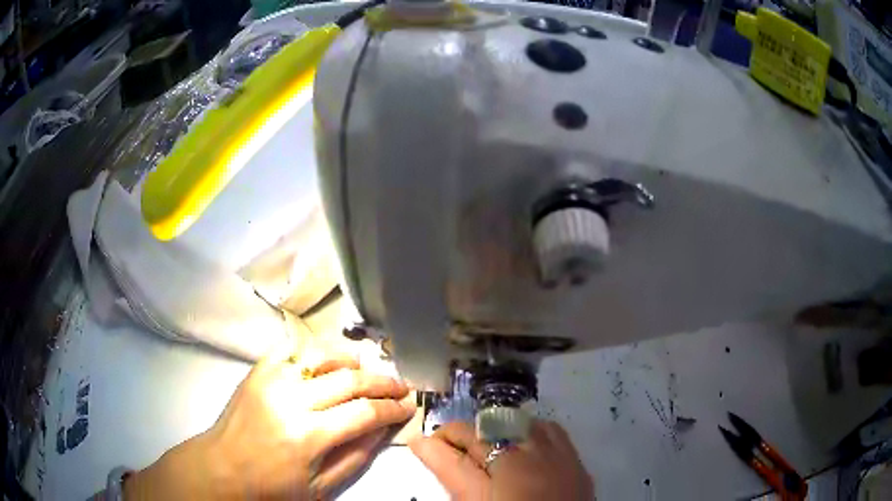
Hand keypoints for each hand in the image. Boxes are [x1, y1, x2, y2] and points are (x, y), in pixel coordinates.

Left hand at [124, 342, 415, 498]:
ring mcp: (272, 378)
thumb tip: (383, 430)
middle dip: (382, 382)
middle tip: (400, 386)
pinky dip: (317, 354)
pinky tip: (327, 364)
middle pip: (349, 380)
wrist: (222, 467)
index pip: (364, 413)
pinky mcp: (259, 369)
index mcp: (308, 435)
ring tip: (367, 371)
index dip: (392, 408)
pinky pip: (294, 350)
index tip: (408, 407)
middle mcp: (291, 399)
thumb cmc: (272, 486)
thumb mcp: (320, 487)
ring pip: (323, 356)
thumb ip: (355, 457)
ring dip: (352, 361)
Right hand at [409, 420, 593, 500]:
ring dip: (489, 429)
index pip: (450, 461)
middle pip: (479, 437)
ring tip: (480, 441)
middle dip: (453, 434)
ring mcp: (552, 460)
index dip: (429, 448)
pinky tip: (521, 439)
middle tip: (441, 440)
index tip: (417, 441)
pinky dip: (528, 429)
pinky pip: (548, 429)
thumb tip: (445, 466)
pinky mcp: (574, 460)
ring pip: (514, 425)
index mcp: (488, 495)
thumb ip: (460, 491)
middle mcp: (520, 470)